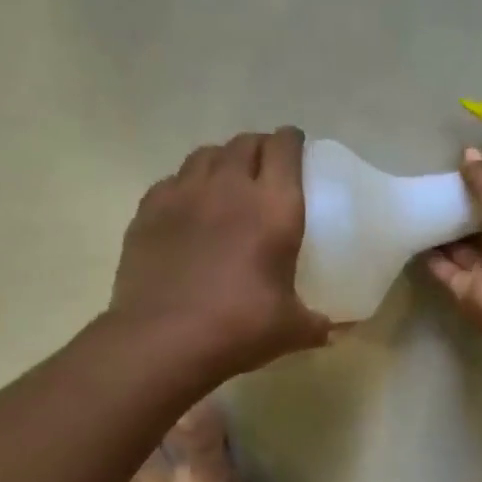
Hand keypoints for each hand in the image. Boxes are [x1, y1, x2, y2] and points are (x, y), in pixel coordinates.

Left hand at [109, 128, 330, 380]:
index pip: (284, 148)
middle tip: (268, 167)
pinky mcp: (148, 212)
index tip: (298, 148)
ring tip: (229, 180)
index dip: (292, 141)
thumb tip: (334, 330)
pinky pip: (173, 180)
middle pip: (246, 143)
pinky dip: (187, 184)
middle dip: (261, 147)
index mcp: (274, 207)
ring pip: (206, 155)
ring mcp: (183, 195)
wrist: (163, 340)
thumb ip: (317, 323)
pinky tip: (190, 207)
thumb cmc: (240, 327)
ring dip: (223, 160)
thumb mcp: (292, 329)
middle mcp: (230, 188)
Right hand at [425, 148, 481, 357]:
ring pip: (467, 252)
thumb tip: (468, 153)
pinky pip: (448, 272)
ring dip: (447, 235)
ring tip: (420, 208)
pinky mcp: (470, 295)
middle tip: (440, 190)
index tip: (471, 177)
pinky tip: (413, 237)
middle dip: (468, 214)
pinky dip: (432, 258)